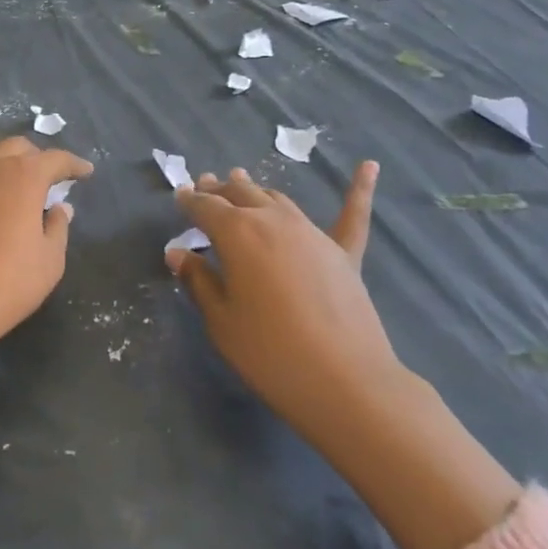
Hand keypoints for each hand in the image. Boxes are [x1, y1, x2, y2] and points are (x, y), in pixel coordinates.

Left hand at [0, 137, 94, 356]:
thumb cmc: (8, 282)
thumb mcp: (50, 260)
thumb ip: (58, 226)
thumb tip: (59, 208)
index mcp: (24, 176)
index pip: (56, 159)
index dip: (74, 164)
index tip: (85, 171)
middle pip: (17, 147)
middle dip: (37, 159)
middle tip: (47, 180)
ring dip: (2, 159)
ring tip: (8, 179)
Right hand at [165, 162, 405, 436]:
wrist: (344, 382)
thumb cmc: (269, 352)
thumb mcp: (221, 320)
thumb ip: (199, 281)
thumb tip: (178, 253)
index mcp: (238, 234)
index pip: (206, 208)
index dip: (190, 201)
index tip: (179, 195)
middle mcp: (274, 222)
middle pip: (242, 196)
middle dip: (220, 190)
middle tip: (206, 185)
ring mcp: (313, 234)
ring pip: (279, 201)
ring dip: (257, 191)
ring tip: (243, 182)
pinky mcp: (344, 254)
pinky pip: (352, 217)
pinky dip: (359, 190)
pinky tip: (369, 166)